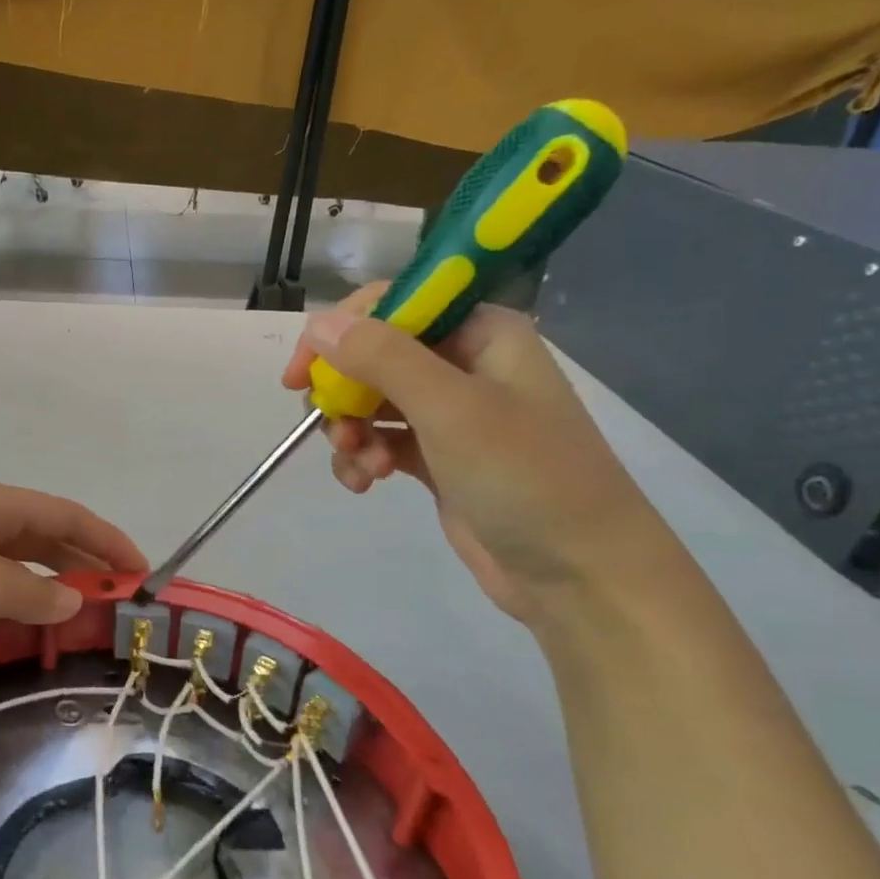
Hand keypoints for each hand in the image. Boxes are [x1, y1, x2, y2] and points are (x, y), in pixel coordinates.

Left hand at [0, 477, 145, 671]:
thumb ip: (32, 593)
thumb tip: (70, 598)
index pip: (64, 514)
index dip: (107, 540)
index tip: (141, 572)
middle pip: (39, 533)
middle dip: (81, 562)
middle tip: (116, 598)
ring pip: (10, 559)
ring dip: (46, 582)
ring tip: (77, 613)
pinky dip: (11, 598)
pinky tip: (19, 620)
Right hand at [282, 285, 673, 620]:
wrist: (578, 573)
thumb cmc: (524, 477)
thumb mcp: (450, 409)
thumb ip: (382, 358)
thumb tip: (319, 324)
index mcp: (480, 332)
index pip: (392, 305)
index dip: (340, 331)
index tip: (301, 373)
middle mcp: (463, 363)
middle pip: (373, 355)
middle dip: (344, 393)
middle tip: (335, 428)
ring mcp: (449, 412)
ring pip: (369, 401)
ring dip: (351, 431)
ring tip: (362, 467)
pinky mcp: (436, 456)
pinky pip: (379, 440)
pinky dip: (363, 458)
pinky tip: (365, 484)